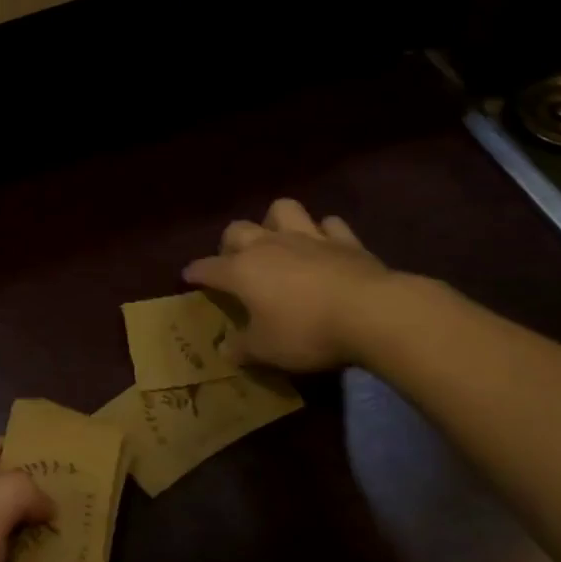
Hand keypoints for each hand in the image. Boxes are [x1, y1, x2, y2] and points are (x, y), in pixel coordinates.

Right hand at [182, 197, 395, 372]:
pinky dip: (324, 232)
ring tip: (277, 241)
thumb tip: (225, 349)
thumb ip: (242, 348)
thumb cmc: (307, 332)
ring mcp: (307, 238)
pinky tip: (325, 245)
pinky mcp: (345, 241)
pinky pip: (329, 224)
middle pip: (237, 230)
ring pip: (281, 210)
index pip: (207, 268)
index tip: (188, 277)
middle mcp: (267, 246)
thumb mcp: (267, 351)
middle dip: (229, 243)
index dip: (195, 273)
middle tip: (234, 262)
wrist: (372, 313)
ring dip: (275, 222)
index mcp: (241, 271)